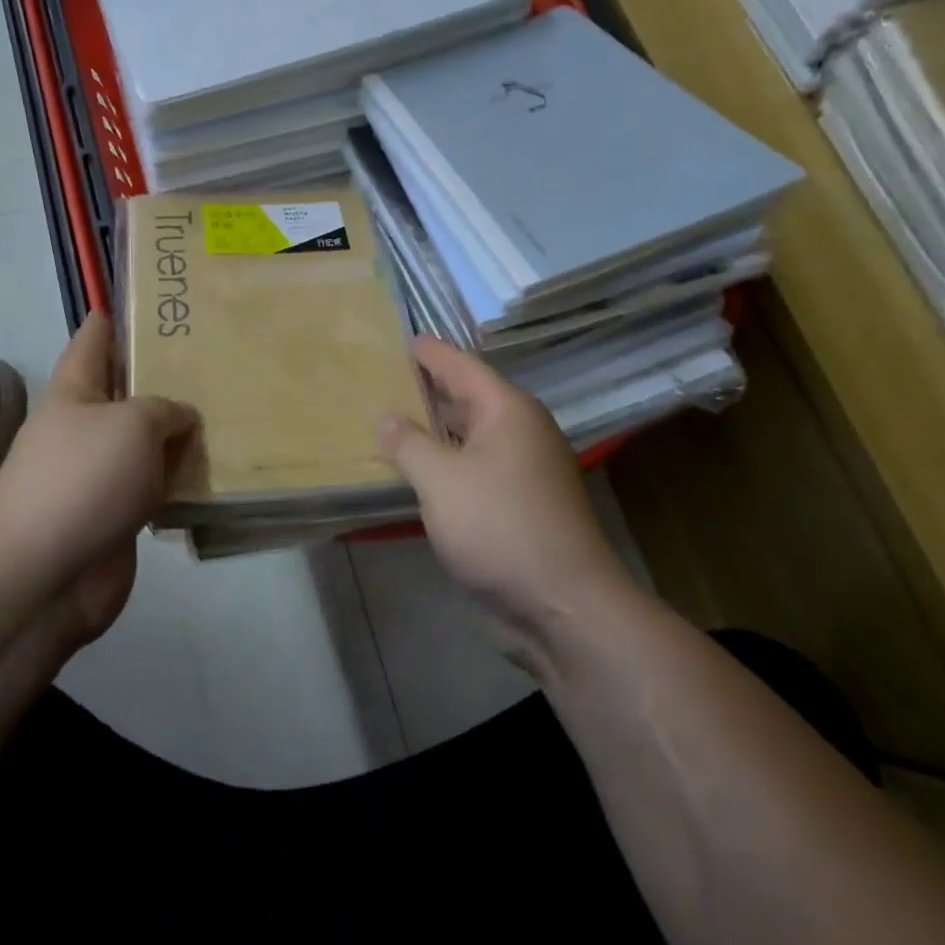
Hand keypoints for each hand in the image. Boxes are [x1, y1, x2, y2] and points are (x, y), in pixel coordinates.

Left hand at [0, 313, 198, 641]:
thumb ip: (165, 409)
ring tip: (222, 415)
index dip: (113, 320)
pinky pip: (152, 487)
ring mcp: (96, 475)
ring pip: (143, 443)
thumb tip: (179, 419)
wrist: (47, 575)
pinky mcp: (113, 516)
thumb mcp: (134, 424)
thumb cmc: (85, 480)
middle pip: (123, 393)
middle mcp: (82, 429)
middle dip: (159, 378)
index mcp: (73, 394)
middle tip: (209, 362)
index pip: (92, 342)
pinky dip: (176, 480)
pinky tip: (211, 473)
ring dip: (175, 434)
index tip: (142, 304)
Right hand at [378, 337, 633, 669]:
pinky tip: (415, 470)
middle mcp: (519, 431)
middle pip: (466, 398)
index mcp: (507, 410)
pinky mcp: (518, 504)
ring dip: (433, 429)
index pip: (461, 366)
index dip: (429, 353)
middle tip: (381, 377)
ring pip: (469, 436)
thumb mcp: (441, 480)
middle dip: (426, 388)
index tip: (399, 339)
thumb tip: (387, 418)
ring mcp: (522, 469)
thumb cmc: (499, 526)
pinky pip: (473, 468)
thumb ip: (408, 443)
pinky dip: (444, 462)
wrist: (562, 605)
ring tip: (388, 419)